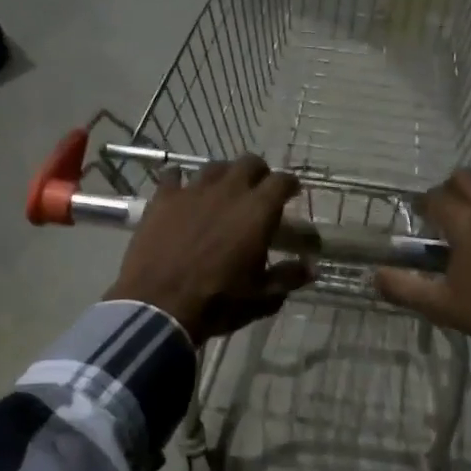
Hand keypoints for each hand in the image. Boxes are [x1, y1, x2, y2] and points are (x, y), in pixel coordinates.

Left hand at [105, 156, 310, 344]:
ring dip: (223, 176)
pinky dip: (179, 180)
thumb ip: (288, 277)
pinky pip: (172, 176)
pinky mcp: (162, 199)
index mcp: (258, 211)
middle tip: (258, 191)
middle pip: (249, 163)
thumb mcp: (262, 297)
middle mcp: (228, 191)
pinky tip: (179, 190)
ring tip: (222, 192)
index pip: (282, 181)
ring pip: (214, 167)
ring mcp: (192, 191)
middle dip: (259, 173)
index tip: (292, 193)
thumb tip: (311, 268)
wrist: (159, 307)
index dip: (290, 185)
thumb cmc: (218, 302)